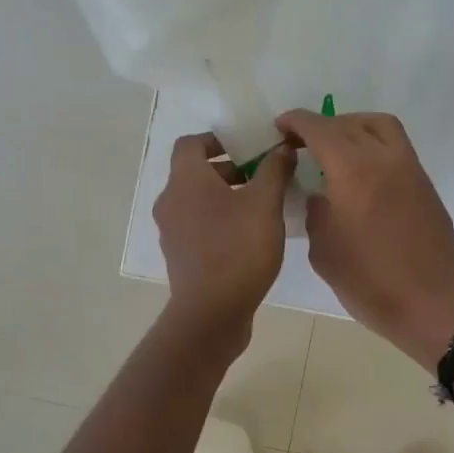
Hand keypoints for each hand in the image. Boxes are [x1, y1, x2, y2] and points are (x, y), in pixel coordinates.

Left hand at [154, 132, 295, 346]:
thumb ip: (274, 171)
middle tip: (262, 176)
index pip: (191, 144)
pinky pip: (198, 228)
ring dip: (225, 198)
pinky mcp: (180, 258)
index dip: (218, 139)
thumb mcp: (265, 205)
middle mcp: (171, 202)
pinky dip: (219, 222)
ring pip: (197, 202)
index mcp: (185, 181)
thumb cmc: (237, 250)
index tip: (247, 146)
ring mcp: (172, 233)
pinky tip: (248, 237)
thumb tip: (283, 147)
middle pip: (195, 174)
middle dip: (229, 170)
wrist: (211, 313)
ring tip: (261, 207)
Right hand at [276, 109, 453, 366]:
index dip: (297, 123)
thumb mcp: (325, 251)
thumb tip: (320, 195)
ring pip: (381, 127)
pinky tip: (361, 173)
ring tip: (335, 149)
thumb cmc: (370, 283)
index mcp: (353, 171)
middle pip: (350, 123)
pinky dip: (374, 145)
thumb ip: (316, 213)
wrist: (433, 305)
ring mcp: (411, 169)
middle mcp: (384, 158)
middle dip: (323, 126)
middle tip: (304, 142)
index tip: (281, 127)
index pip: (320, 130)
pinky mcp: (425, 185)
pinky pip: (397, 148)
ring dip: (354, 127)